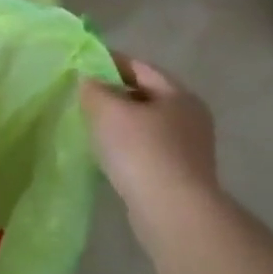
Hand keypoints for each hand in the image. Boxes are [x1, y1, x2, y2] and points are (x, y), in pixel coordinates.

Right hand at [80, 56, 221, 245]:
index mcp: (179, 95)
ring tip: (90, 125)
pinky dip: (127, 145)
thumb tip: (89, 80)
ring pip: (146, 124)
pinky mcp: (180, 175)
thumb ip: (94, 89)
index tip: (81, 65)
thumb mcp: (108, 110)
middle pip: (145, 95)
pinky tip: (107, 154)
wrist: (172, 211)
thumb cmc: (141, 150)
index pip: (140, 67)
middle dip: (114, 93)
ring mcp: (189, 149)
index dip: (109, 62)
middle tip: (82, 96)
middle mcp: (190, 118)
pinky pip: (147, 149)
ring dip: (120, 122)